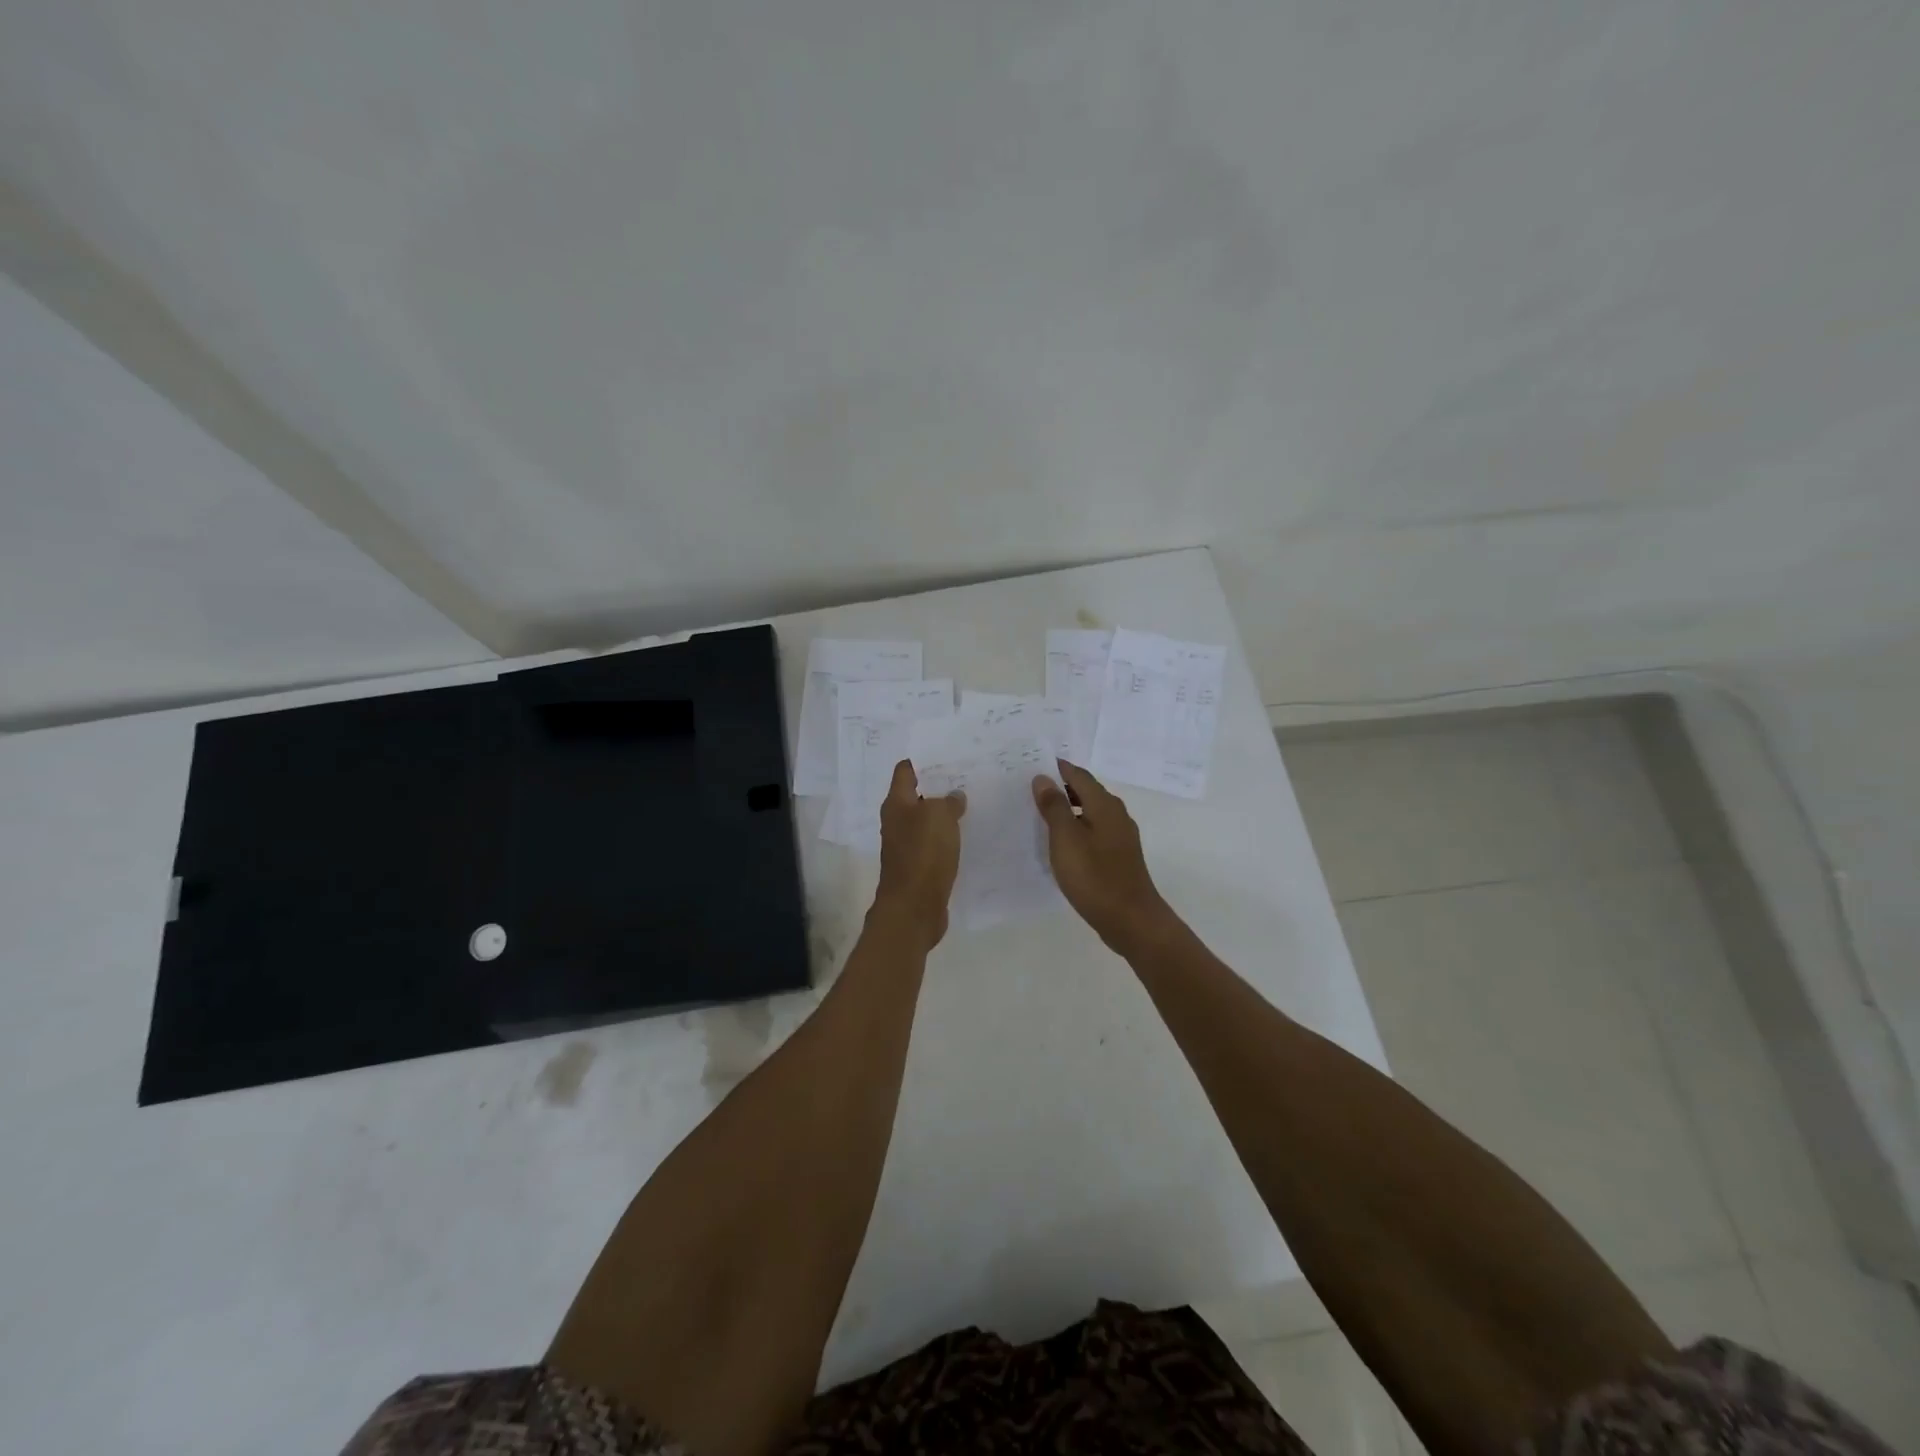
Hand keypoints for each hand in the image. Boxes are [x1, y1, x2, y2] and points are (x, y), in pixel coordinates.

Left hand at [873, 760, 965, 948]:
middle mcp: (898, 821)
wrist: (914, 908)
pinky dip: (949, 835)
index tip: (948, 752)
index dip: (923, 759)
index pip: (906, 770)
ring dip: (946, 811)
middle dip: (940, 785)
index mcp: (897, 803)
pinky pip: (936, 842)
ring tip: (974, 800)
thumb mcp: (939, 816)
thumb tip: (954, 797)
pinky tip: (969, 833)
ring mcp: (908, 844)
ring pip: (928, 819)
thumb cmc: (923, 854)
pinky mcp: (920, 865)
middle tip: (968, 774)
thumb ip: (948, 801)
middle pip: (918, 794)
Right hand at [1032, 762, 1177, 955]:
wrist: (1131, 920)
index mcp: (1104, 805)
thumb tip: (1043, 778)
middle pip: (1087, 791)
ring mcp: (1121, 836)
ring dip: (1068, 809)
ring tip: (1041, 814)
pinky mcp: (1119, 856)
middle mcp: (1116, 814)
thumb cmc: (1095, 876)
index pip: (1079, 775)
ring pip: (1091, 812)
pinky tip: (1062, 843)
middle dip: (1061, 787)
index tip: (1033, 764)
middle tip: (1031, 789)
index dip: (1057, 768)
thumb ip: (1054, 807)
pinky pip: (1094, 831)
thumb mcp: (1066, 839)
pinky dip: (1077, 828)